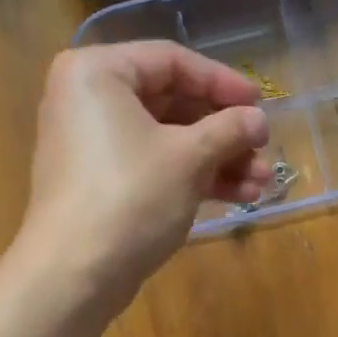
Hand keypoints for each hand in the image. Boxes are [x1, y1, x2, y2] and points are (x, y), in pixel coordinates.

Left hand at [14, 42, 271, 304]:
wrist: (74, 275)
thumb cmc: (130, 198)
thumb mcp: (188, 158)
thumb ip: (229, 129)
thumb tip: (258, 120)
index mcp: (98, 72)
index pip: (172, 61)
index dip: (223, 82)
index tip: (261, 105)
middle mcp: (89, 99)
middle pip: (172, 102)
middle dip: (224, 132)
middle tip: (263, 150)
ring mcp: (93, 143)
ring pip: (167, 139)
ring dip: (217, 159)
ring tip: (261, 183)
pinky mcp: (101, 181)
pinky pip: (153, 164)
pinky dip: (192, 177)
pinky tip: (239, 196)